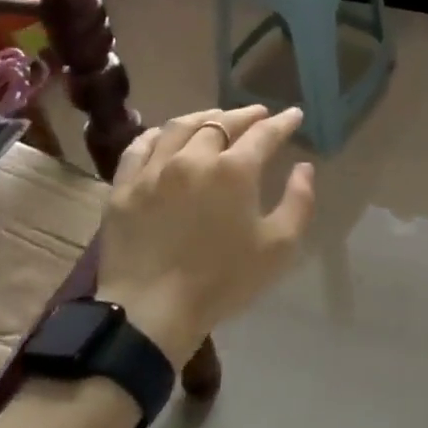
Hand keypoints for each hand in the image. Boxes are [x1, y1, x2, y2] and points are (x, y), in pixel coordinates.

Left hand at [98, 105, 314, 369]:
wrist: (150, 313)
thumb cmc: (222, 281)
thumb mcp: (278, 247)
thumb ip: (298, 202)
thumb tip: (303, 167)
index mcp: (234, 170)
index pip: (264, 133)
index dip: (282, 122)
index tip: (294, 115)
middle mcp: (194, 157)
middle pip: (222, 123)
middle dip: (245, 115)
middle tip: (259, 115)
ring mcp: (154, 170)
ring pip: (181, 127)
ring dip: (205, 118)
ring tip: (217, 119)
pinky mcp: (124, 187)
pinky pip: (140, 147)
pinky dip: (159, 134)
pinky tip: (166, 135)